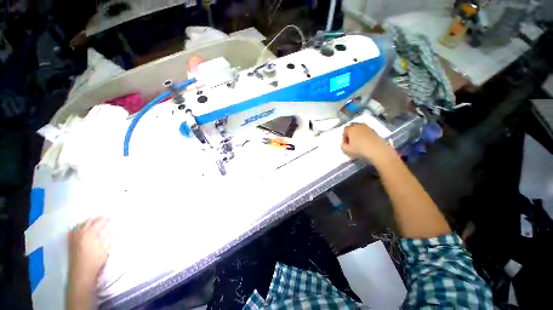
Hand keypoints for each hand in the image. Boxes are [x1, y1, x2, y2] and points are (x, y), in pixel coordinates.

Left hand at [68, 217, 113, 287]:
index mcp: (90, 234)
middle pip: (89, 221)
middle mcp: (80, 233)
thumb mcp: (105, 250)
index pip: (100, 222)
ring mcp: (74, 238)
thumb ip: (111, 237)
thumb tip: (117, 227)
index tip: (115, 213)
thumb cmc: (94, 262)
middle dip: (98, 217)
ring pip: (81, 224)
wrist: (80, 274)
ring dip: (89, 220)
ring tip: (96, 219)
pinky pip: (74, 230)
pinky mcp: (70, 242)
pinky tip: (82, 226)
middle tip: (107, 216)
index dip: (108, 217)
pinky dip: (79, 226)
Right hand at [341, 123, 394, 161]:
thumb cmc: (359, 149)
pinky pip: (366, 131)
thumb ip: (343, 146)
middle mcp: (358, 125)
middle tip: (351, 141)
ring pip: (360, 128)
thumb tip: (343, 144)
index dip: (344, 137)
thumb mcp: (347, 150)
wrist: (377, 150)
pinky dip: (364, 135)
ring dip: (358, 133)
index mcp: (351, 129)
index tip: (346, 144)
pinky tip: (365, 142)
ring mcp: (367, 127)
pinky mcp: (374, 131)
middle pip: (352, 127)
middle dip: (351, 133)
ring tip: (359, 141)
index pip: (345, 130)